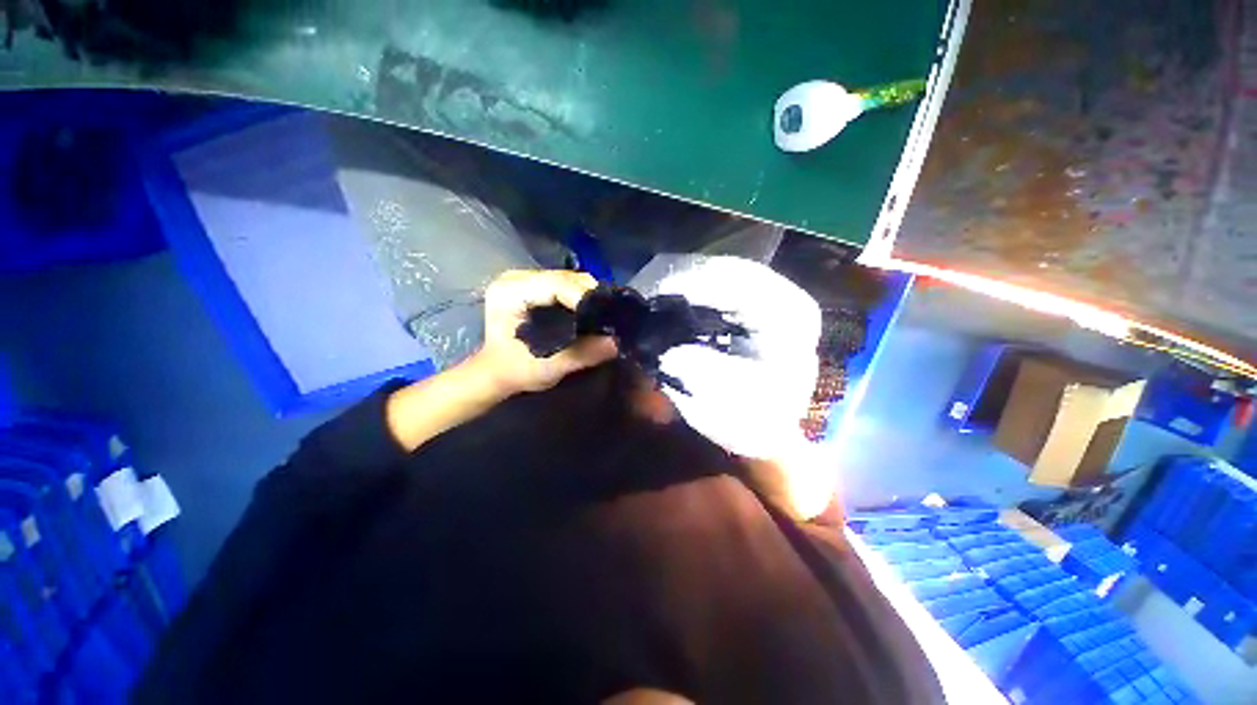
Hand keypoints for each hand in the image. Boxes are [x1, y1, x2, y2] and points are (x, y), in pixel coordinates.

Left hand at [470, 270, 617, 395]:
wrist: (495, 372)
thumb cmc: (515, 371)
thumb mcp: (549, 368)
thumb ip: (582, 354)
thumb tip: (616, 342)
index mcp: (511, 292)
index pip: (556, 284)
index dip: (585, 298)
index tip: (607, 318)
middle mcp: (517, 278)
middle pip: (565, 277)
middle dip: (591, 296)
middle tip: (610, 318)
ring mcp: (525, 278)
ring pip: (569, 278)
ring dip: (588, 295)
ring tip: (602, 315)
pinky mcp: (534, 285)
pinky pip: (565, 284)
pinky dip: (581, 296)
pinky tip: (589, 312)